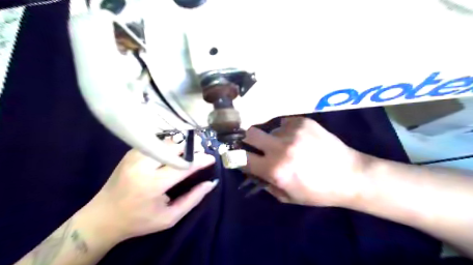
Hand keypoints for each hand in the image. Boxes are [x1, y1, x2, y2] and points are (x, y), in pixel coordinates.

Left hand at [86, 143, 215, 241]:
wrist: (102, 217)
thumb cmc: (139, 221)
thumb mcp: (170, 217)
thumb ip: (193, 199)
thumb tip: (211, 183)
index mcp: (152, 184)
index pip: (183, 166)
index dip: (200, 160)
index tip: (211, 158)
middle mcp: (142, 165)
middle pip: (174, 147)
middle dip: (191, 148)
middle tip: (201, 153)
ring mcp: (134, 156)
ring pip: (165, 142)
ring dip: (181, 145)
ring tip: (190, 152)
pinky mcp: (131, 153)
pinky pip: (156, 143)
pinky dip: (169, 145)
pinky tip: (174, 153)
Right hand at [244, 117, 368, 206]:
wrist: (351, 175)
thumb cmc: (318, 192)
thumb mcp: (288, 197)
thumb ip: (265, 183)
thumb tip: (252, 170)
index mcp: (275, 169)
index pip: (241, 158)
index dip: (235, 157)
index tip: (235, 155)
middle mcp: (281, 147)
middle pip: (249, 133)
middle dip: (246, 139)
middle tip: (253, 145)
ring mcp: (293, 131)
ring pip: (269, 129)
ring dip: (272, 138)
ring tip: (287, 146)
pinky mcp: (304, 121)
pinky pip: (285, 123)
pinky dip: (287, 131)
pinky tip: (299, 139)